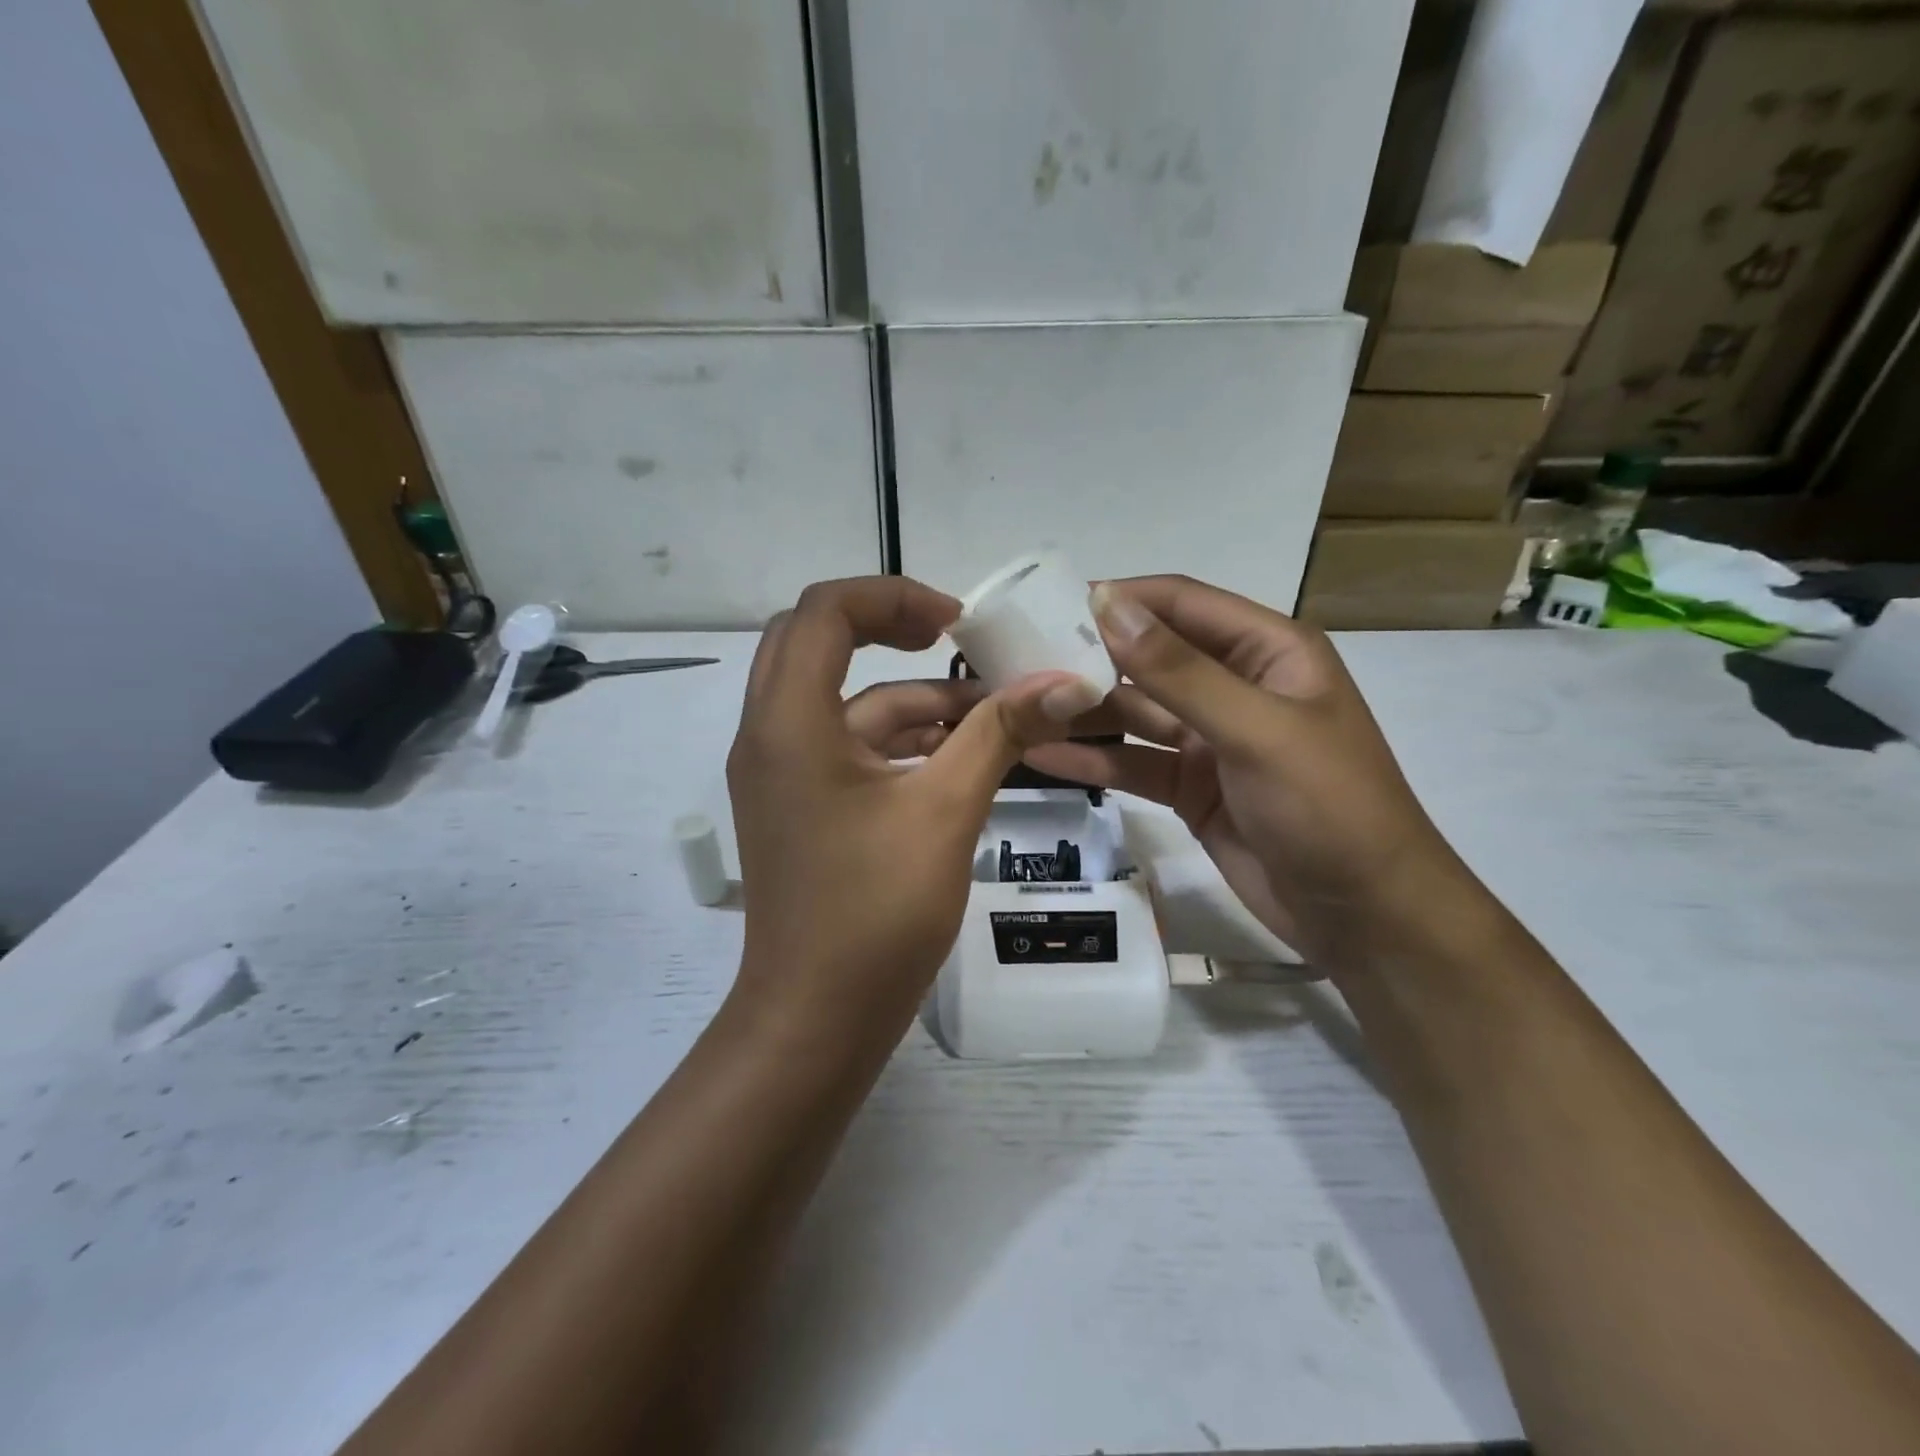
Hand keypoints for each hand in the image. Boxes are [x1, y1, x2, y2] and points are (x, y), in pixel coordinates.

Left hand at [727, 577, 1097, 1034]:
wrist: (817, 1019)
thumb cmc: (874, 914)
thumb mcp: (946, 812)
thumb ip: (1000, 735)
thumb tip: (1066, 682)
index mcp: (789, 722)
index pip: (823, 611)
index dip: (893, 596)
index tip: (956, 622)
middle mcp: (770, 734)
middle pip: (816, 640)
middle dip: (887, 628)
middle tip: (951, 637)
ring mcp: (780, 772)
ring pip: (840, 700)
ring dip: (909, 697)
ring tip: (989, 711)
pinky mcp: (800, 804)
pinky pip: (846, 745)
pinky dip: (899, 740)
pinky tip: (959, 755)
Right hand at [1026, 577, 1477, 971]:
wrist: (1364, 915)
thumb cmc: (1328, 807)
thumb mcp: (1256, 730)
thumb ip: (1180, 671)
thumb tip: (1110, 604)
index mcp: (1266, 651)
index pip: (1181, 604)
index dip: (1119, 599)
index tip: (1049, 605)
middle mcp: (1234, 685)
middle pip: (1149, 657)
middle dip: (1089, 655)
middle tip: (1015, 658)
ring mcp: (1209, 739)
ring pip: (1134, 711)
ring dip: (1082, 709)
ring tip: (1016, 704)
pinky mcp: (1189, 786)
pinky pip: (1133, 761)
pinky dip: (1092, 758)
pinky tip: (1040, 753)